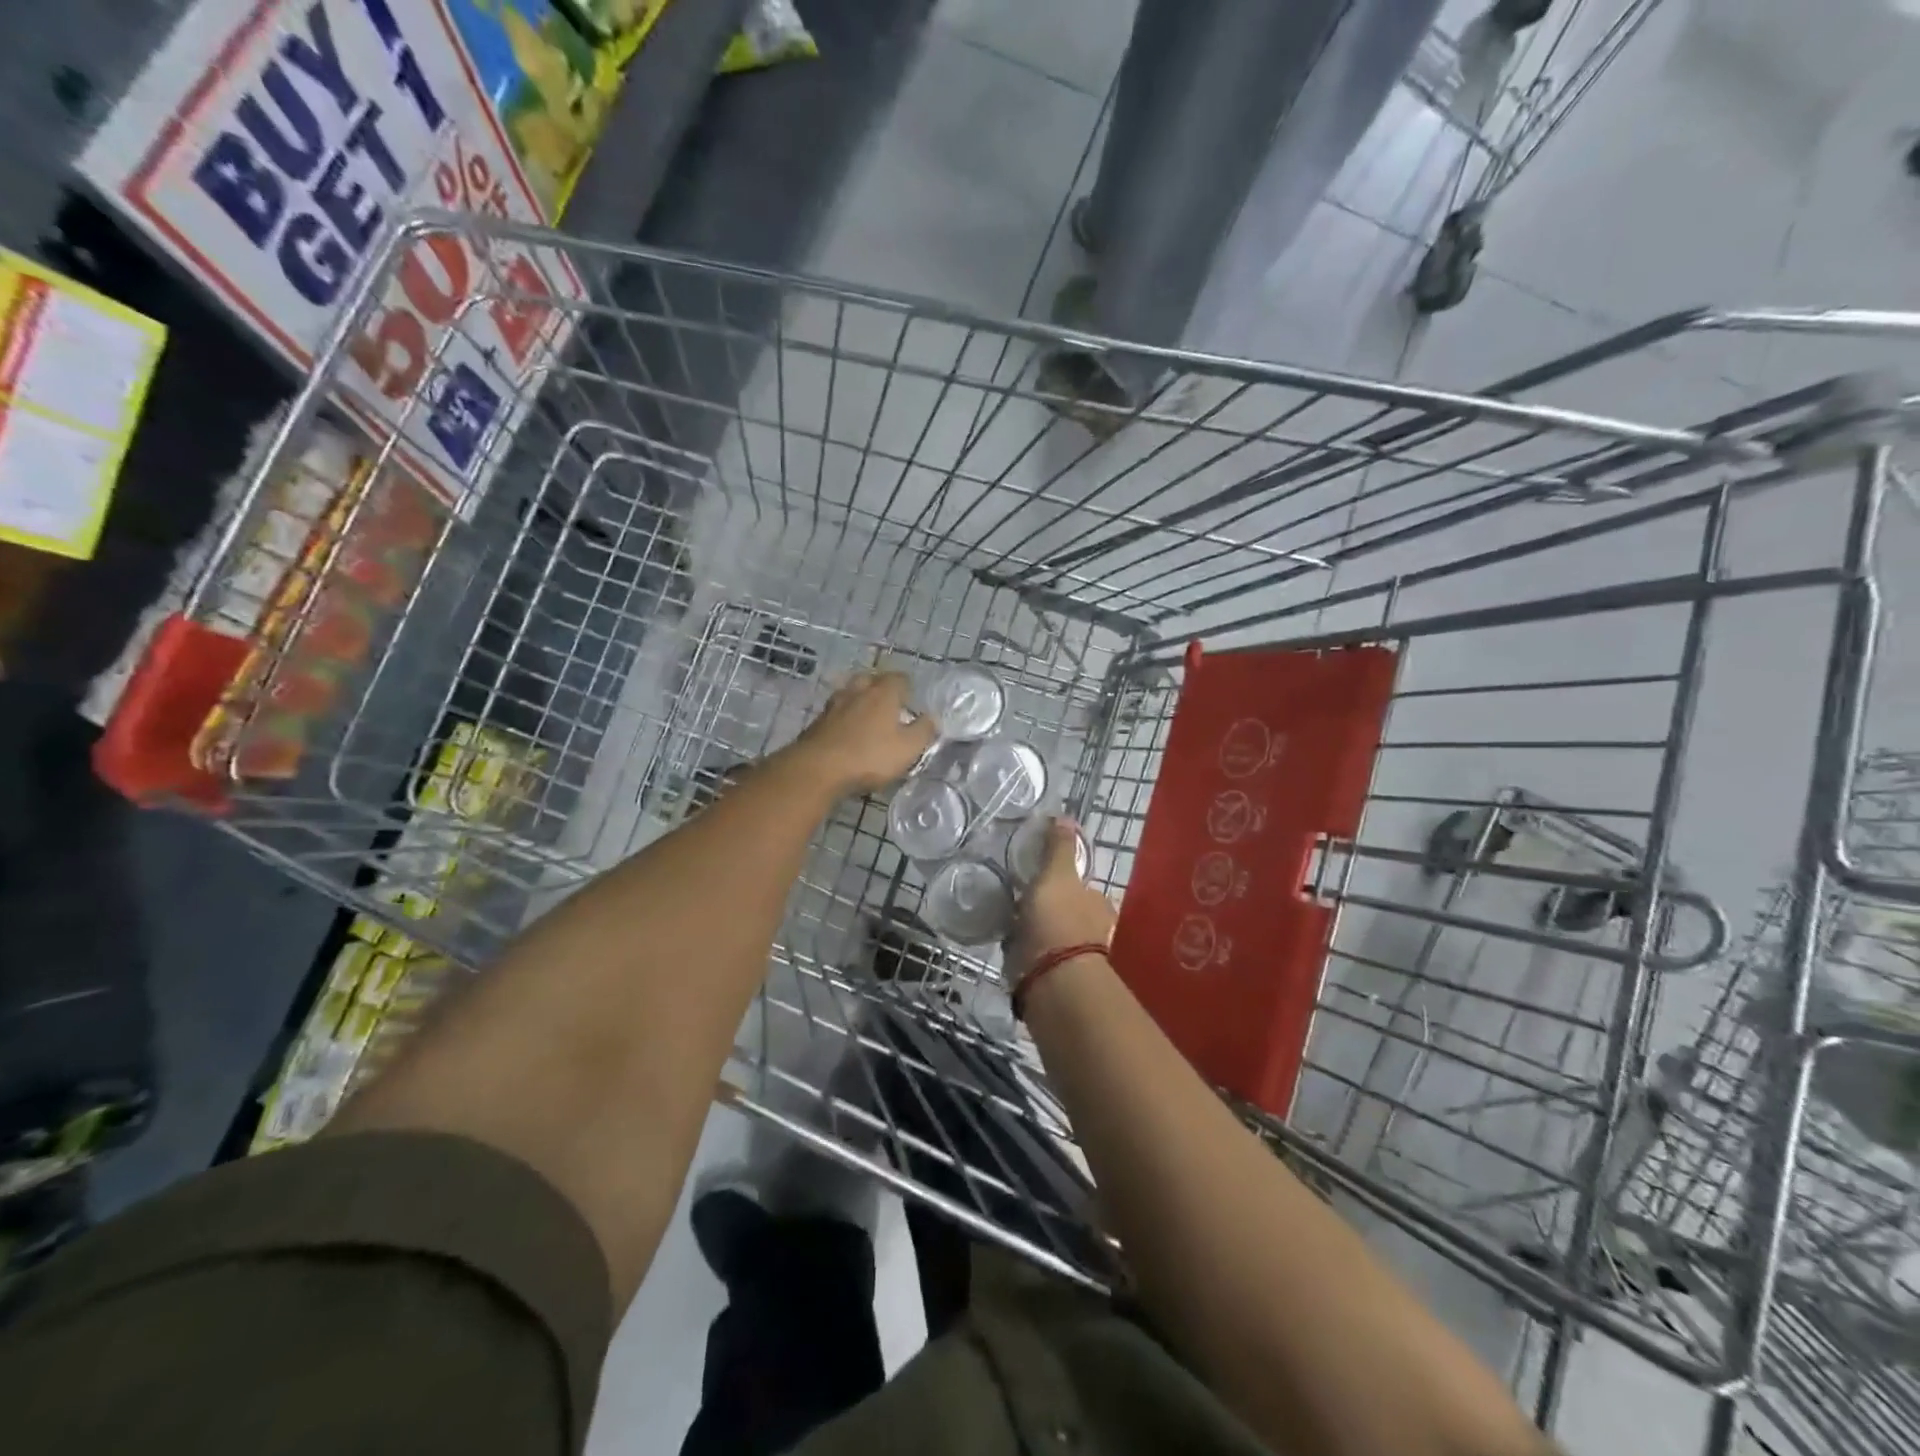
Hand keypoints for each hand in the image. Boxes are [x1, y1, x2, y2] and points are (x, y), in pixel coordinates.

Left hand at [789, 670, 936, 795]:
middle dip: (881, 689)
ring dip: (859, 701)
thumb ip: (923, 731)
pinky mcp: (817, 722)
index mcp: (883, 693)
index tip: (912, 702)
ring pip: (850, 694)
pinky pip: (836, 712)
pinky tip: (847, 733)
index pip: (899, 678)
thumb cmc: (869, 757)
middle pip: (871, 680)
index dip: (907, 688)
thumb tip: (931, 718)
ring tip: (868, 718)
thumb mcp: (908, 749)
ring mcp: (834, 705)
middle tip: (890, 706)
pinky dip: (844, 718)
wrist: (817, 769)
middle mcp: (857, 691)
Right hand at [1008, 818, 1115, 982]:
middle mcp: (1093, 932)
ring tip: (1011, 925)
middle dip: (1051, 910)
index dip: (1065, 883)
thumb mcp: (1057, 874)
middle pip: (1070, 914)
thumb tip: (1065, 816)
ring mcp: (1074, 958)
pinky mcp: (1054, 979)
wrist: (1052, 979)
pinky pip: (1038, 959)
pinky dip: (1027, 954)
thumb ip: (1059, 848)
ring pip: (1054, 937)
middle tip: (1023, 902)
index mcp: (1099, 905)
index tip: (1042, 880)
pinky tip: (1010, 948)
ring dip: (1038, 933)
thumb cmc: (1058, 919)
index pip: (1084, 889)